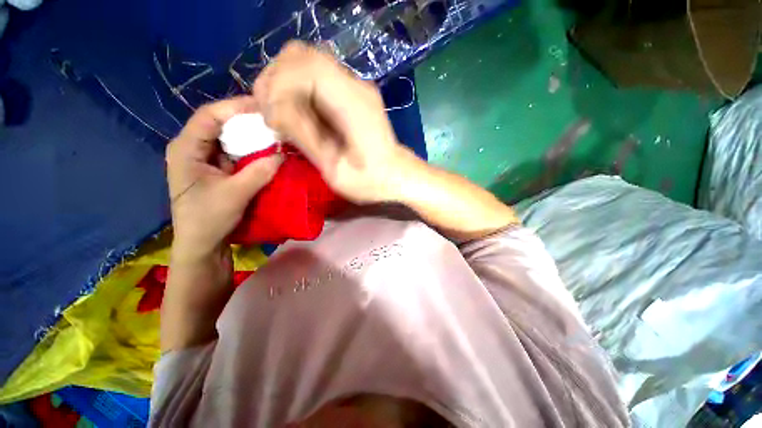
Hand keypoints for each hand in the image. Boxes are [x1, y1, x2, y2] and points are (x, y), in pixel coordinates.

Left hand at [166, 97, 282, 260]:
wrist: (202, 245)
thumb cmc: (208, 219)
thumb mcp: (234, 195)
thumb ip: (259, 172)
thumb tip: (283, 154)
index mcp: (186, 148)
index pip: (209, 115)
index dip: (236, 107)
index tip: (264, 106)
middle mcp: (194, 148)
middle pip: (221, 124)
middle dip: (248, 121)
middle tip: (275, 120)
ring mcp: (206, 159)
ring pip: (231, 139)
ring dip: (253, 137)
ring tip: (276, 134)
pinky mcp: (218, 170)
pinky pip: (237, 154)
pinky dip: (253, 152)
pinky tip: (269, 152)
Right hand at [253, 41, 418, 203]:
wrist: (395, 176)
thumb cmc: (369, 181)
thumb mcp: (335, 170)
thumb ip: (305, 137)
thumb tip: (273, 112)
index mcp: (353, 104)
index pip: (306, 66)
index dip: (278, 85)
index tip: (271, 117)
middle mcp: (355, 85)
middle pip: (302, 55)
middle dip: (275, 80)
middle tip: (269, 114)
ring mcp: (354, 86)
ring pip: (306, 61)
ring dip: (283, 82)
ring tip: (278, 114)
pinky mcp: (351, 92)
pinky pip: (315, 76)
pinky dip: (296, 88)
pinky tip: (295, 112)